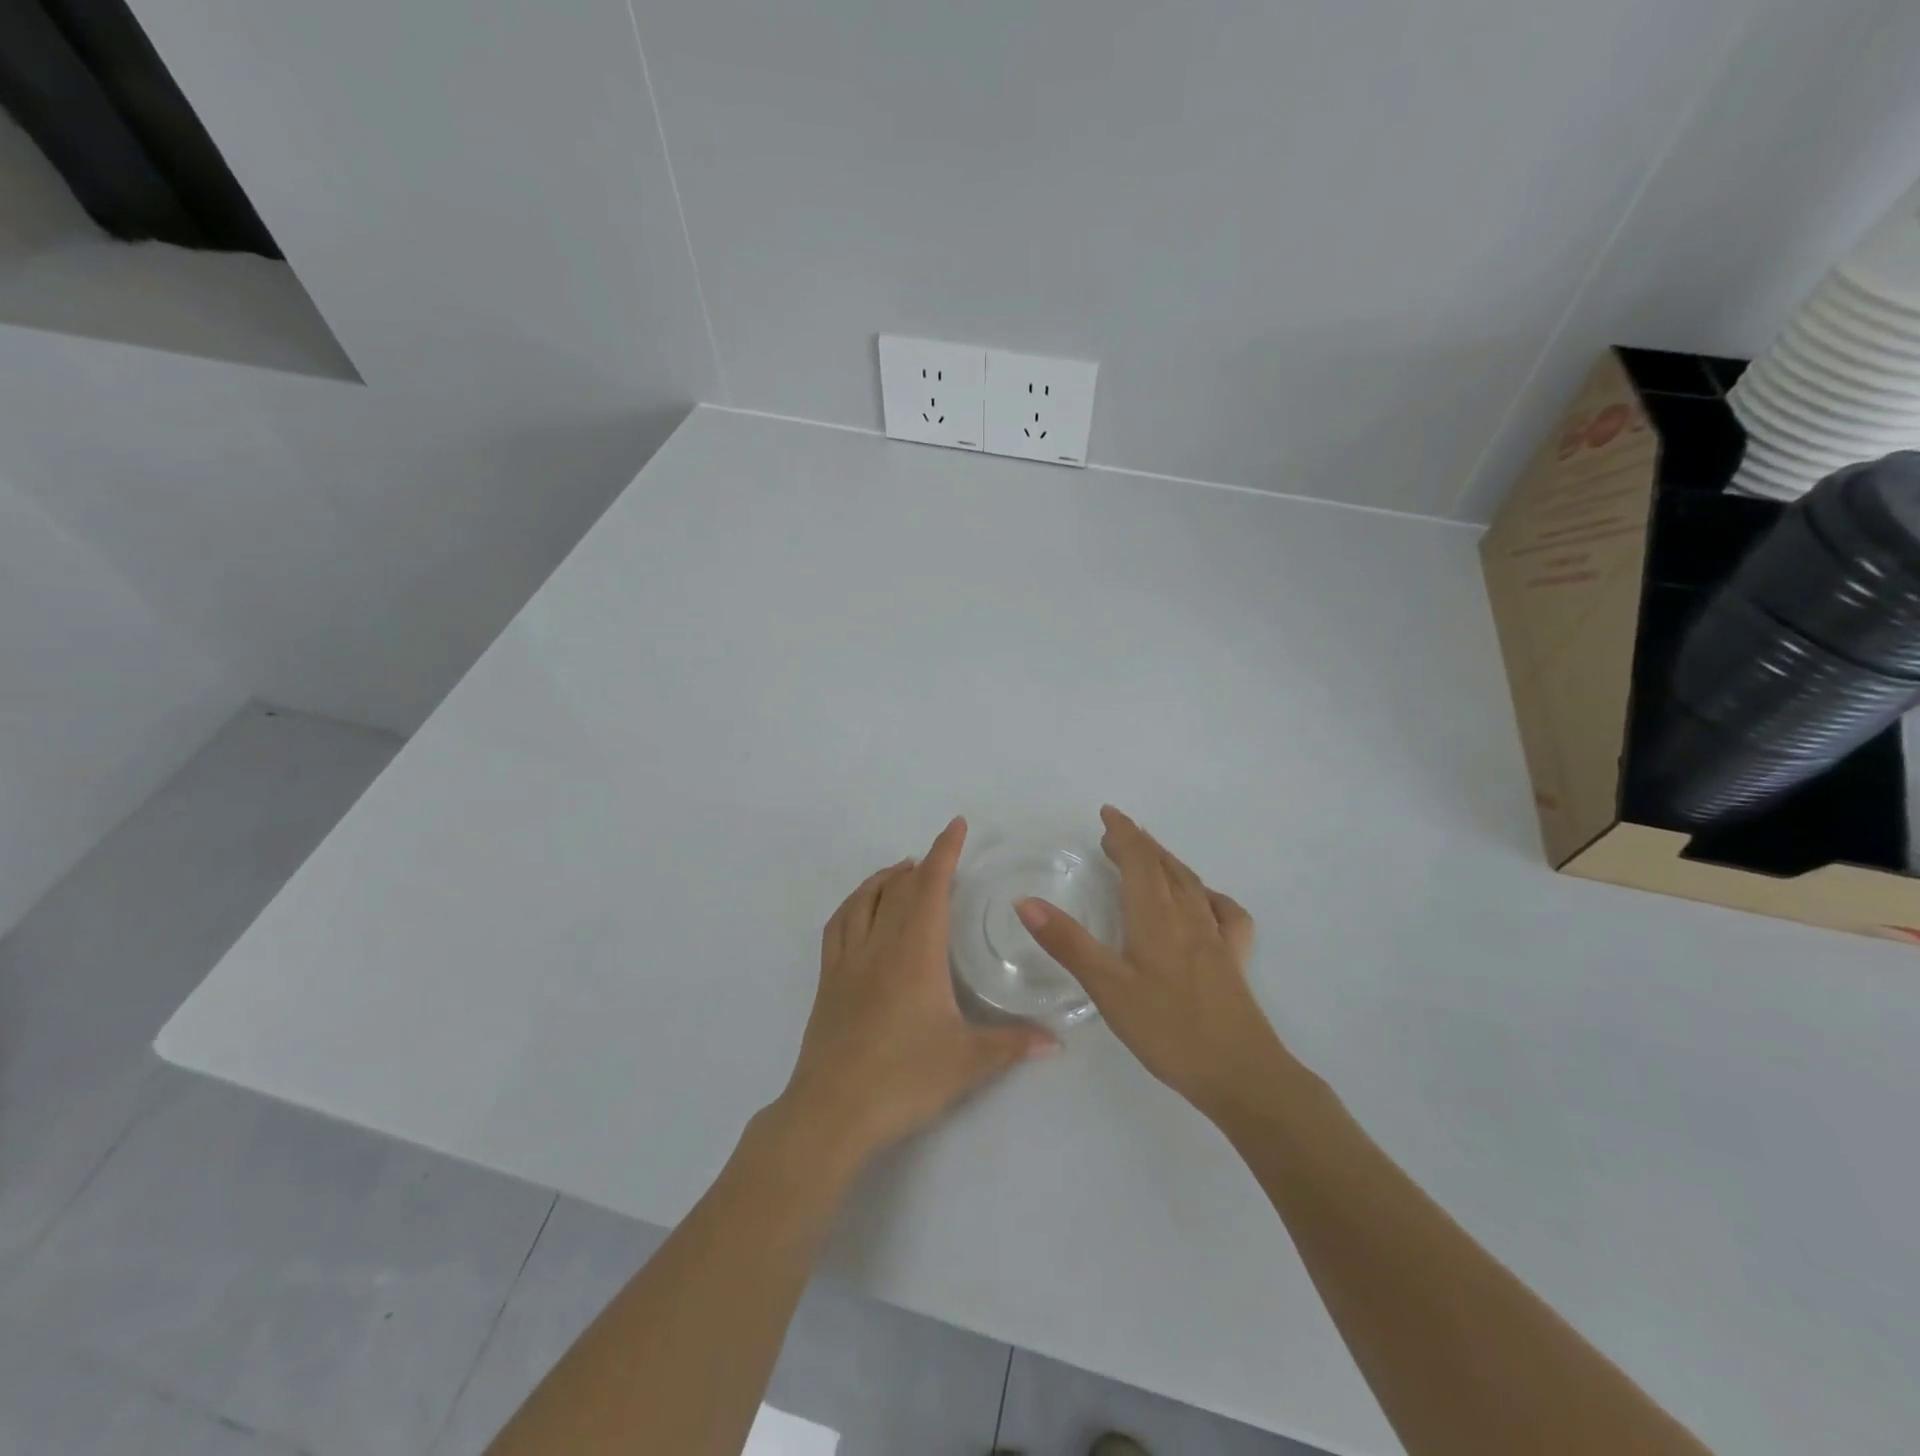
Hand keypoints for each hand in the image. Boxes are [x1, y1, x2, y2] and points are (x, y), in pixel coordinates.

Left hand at [773, 817, 1056, 1172]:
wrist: (832, 1111)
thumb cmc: (904, 1079)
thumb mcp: (967, 1062)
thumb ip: (1013, 1044)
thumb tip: (1057, 1041)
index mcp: (915, 952)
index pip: (931, 887)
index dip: (944, 852)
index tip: (956, 826)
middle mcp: (879, 945)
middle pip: (898, 889)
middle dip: (921, 866)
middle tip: (939, 860)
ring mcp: (848, 961)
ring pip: (863, 901)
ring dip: (883, 879)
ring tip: (900, 871)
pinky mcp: (828, 982)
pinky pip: (837, 926)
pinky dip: (852, 905)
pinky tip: (859, 910)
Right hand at [1016, 806, 1282, 1121]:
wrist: (1240, 1073)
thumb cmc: (1168, 1029)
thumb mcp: (1107, 988)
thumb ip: (1067, 943)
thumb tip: (1026, 901)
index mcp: (1156, 917)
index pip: (1139, 860)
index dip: (1122, 833)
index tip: (1107, 813)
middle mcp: (1189, 916)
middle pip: (1165, 866)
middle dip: (1140, 844)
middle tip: (1116, 833)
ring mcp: (1217, 937)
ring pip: (1191, 883)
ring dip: (1167, 861)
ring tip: (1151, 855)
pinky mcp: (1234, 960)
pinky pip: (1225, 912)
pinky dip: (1210, 895)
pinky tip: (1206, 901)